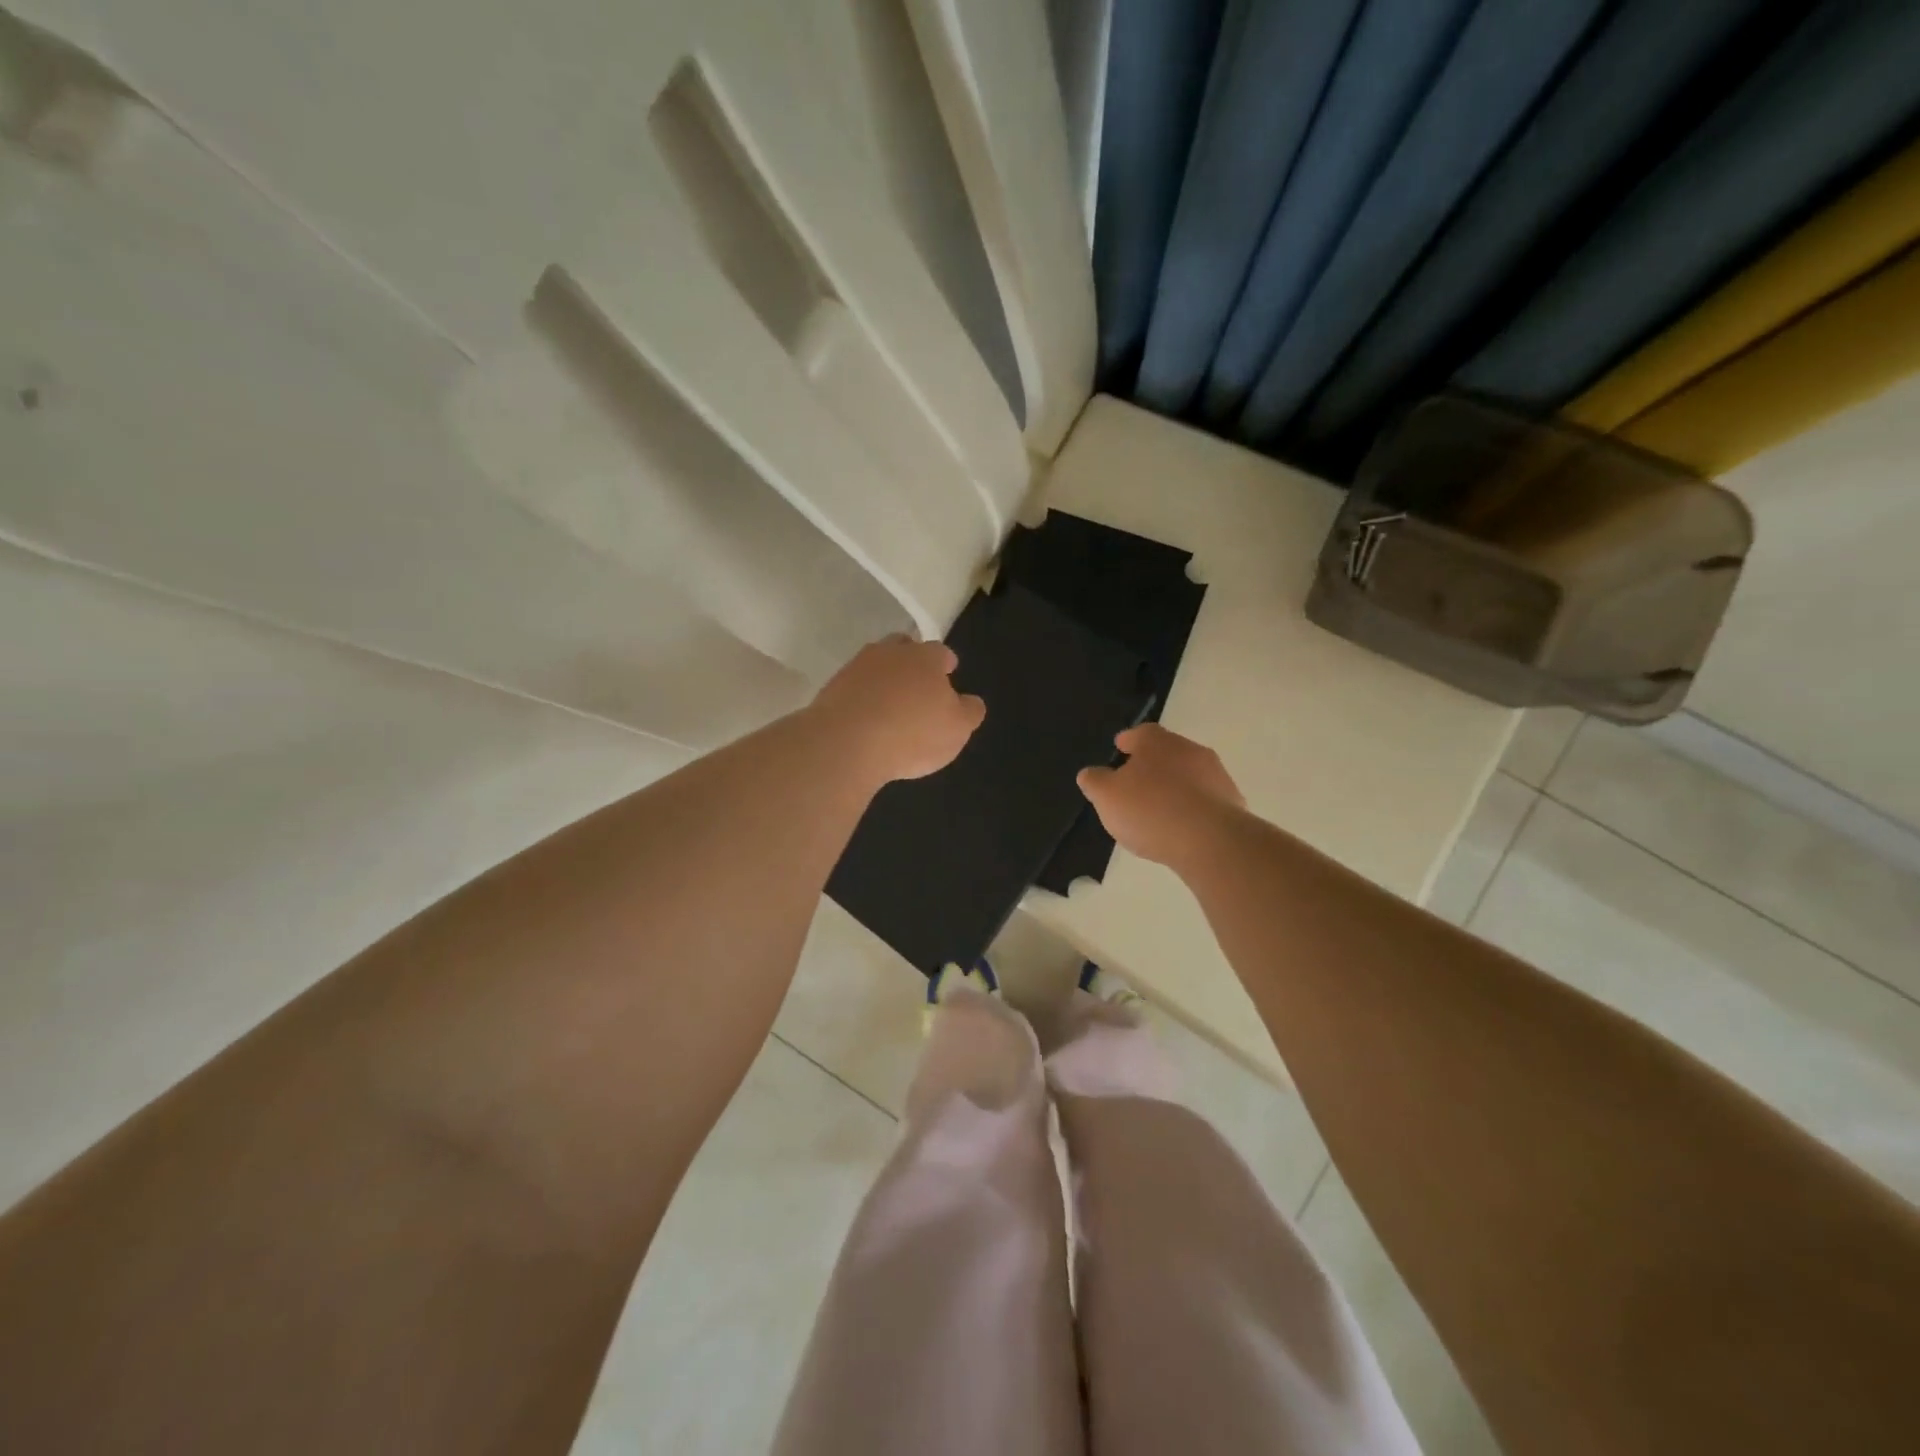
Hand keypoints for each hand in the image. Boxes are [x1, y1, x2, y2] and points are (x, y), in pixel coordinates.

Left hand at [810, 635, 985, 785]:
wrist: (845, 743)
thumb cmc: (912, 734)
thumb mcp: (957, 729)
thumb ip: (969, 712)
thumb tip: (971, 701)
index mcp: (925, 658)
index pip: (940, 652)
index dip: (945, 664)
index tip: (948, 673)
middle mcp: (889, 653)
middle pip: (903, 648)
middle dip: (911, 662)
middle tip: (917, 683)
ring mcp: (856, 668)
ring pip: (875, 665)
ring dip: (883, 679)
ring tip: (889, 704)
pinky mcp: (831, 688)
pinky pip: (853, 687)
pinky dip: (861, 697)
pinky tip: (865, 718)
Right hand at [1077, 723, 1244, 868]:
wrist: (1211, 841)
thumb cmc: (1150, 810)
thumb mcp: (1106, 796)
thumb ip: (1095, 781)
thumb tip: (1090, 773)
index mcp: (1157, 741)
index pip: (1140, 732)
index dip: (1128, 741)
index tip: (1120, 749)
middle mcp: (1189, 749)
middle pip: (1167, 752)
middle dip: (1152, 765)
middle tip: (1136, 784)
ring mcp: (1216, 775)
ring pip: (1189, 775)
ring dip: (1175, 787)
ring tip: (1159, 810)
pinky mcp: (1232, 802)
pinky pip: (1205, 800)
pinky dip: (1192, 808)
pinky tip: (1182, 827)